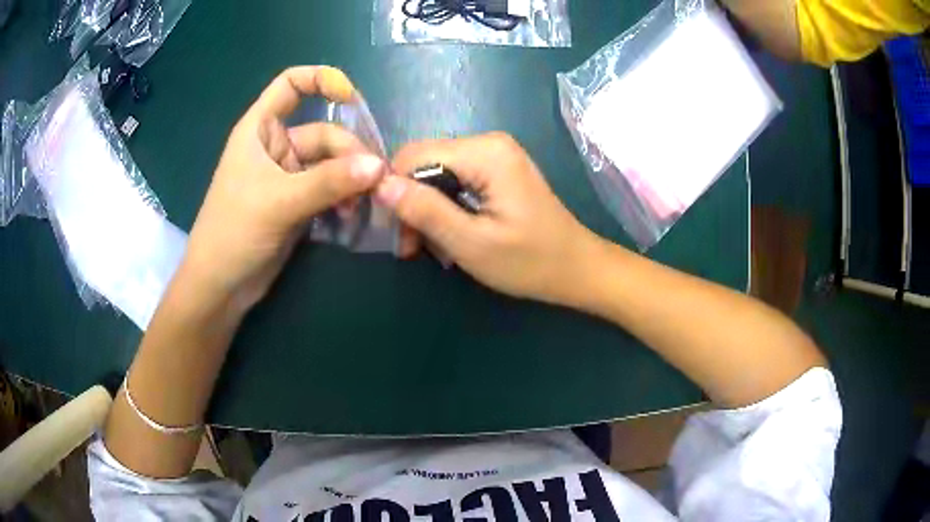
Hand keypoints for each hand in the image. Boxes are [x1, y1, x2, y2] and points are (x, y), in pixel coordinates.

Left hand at [183, 67, 385, 314]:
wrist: (221, 286)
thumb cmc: (234, 232)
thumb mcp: (280, 202)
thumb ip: (329, 182)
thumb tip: (378, 167)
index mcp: (260, 129)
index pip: (291, 84)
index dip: (320, 80)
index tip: (351, 97)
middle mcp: (275, 147)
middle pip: (324, 133)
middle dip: (350, 154)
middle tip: (373, 181)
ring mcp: (288, 176)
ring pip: (330, 164)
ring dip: (350, 180)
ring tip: (362, 205)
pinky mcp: (297, 203)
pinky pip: (329, 190)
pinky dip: (343, 199)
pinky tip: (352, 216)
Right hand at [377, 132, 605, 305]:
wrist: (576, 269)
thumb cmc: (530, 262)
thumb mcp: (471, 243)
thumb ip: (425, 210)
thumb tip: (380, 184)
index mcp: (485, 152)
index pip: (414, 155)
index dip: (394, 190)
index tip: (396, 233)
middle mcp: (488, 142)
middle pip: (424, 162)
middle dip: (411, 203)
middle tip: (412, 247)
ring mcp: (495, 154)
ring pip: (436, 172)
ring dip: (426, 209)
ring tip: (429, 248)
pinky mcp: (497, 169)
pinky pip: (454, 179)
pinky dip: (444, 206)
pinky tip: (448, 234)